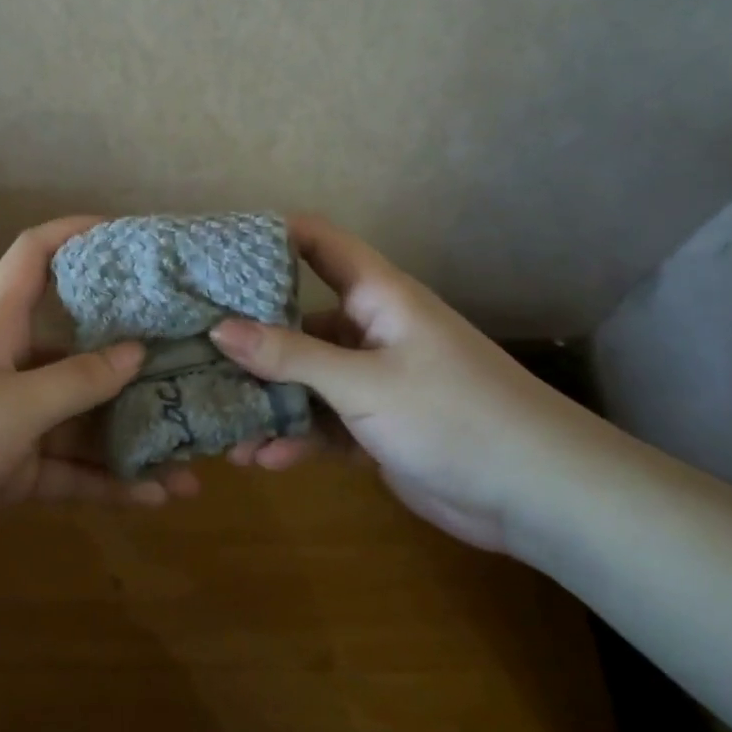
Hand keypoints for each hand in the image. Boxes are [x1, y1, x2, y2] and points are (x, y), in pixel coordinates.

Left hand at [0, 217, 200, 572]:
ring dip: (132, 439)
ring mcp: (11, 422)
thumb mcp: (12, 407)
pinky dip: (108, 483)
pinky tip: (158, 496)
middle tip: (194, 370)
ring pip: (82, 421)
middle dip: (133, 362)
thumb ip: (76, 382)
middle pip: (79, 350)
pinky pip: (70, 471)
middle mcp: (9, 367)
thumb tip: (136, 351)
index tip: (128, 234)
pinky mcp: (11, 472)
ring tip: (195, 456)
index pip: (34, 257)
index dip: (75, 234)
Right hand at [209, 216, 594, 551]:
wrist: (538, 495)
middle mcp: (372, 332)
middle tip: (193, 352)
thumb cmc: (453, 415)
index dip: (272, 237)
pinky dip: (296, 439)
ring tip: (221, 425)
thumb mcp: (363, 383)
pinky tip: (263, 460)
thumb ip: (289, 356)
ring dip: (268, 402)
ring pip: (306, 381)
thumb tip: (217, 328)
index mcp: (378, 298)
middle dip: (250, 340)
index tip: (215, 248)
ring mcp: (374, 382)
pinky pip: (323, 424)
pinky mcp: (376, 428)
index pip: (320, 245)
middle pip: (298, 322)